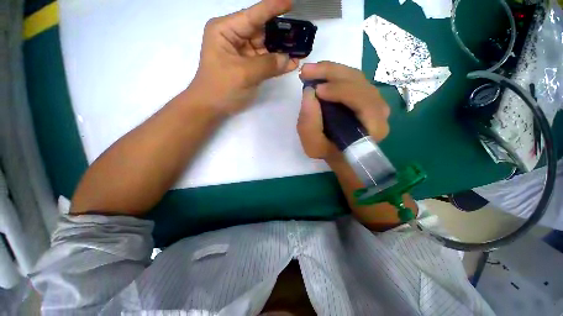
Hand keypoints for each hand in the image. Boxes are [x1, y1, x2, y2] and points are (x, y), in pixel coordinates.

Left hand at [190, 0, 298, 114]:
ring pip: (266, 47)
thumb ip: (267, 65)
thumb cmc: (220, 88)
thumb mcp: (243, 74)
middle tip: (301, 34)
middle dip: (281, 34)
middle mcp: (235, 37)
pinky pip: (265, 62)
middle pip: (262, 31)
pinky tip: (292, 63)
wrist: (211, 107)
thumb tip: (289, 59)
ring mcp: (242, 53)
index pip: (253, 15)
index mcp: (226, 30)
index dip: (273, 8)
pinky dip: (277, 64)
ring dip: (282, 50)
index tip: (291, 3)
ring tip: (301, 49)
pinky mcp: (248, 67)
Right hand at [297, 61, 390, 161]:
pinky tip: (319, 75)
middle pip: (360, 82)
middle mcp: (379, 110)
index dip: (341, 91)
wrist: (339, 153)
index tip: (317, 90)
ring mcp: (373, 100)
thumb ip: (309, 125)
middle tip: (307, 71)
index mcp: (373, 127)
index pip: (364, 101)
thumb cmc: (328, 152)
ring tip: (309, 71)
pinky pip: (351, 78)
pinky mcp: (364, 95)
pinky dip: (333, 74)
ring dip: (330, 71)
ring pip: (355, 76)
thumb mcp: (314, 146)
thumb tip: (309, 93)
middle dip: (331, 73)